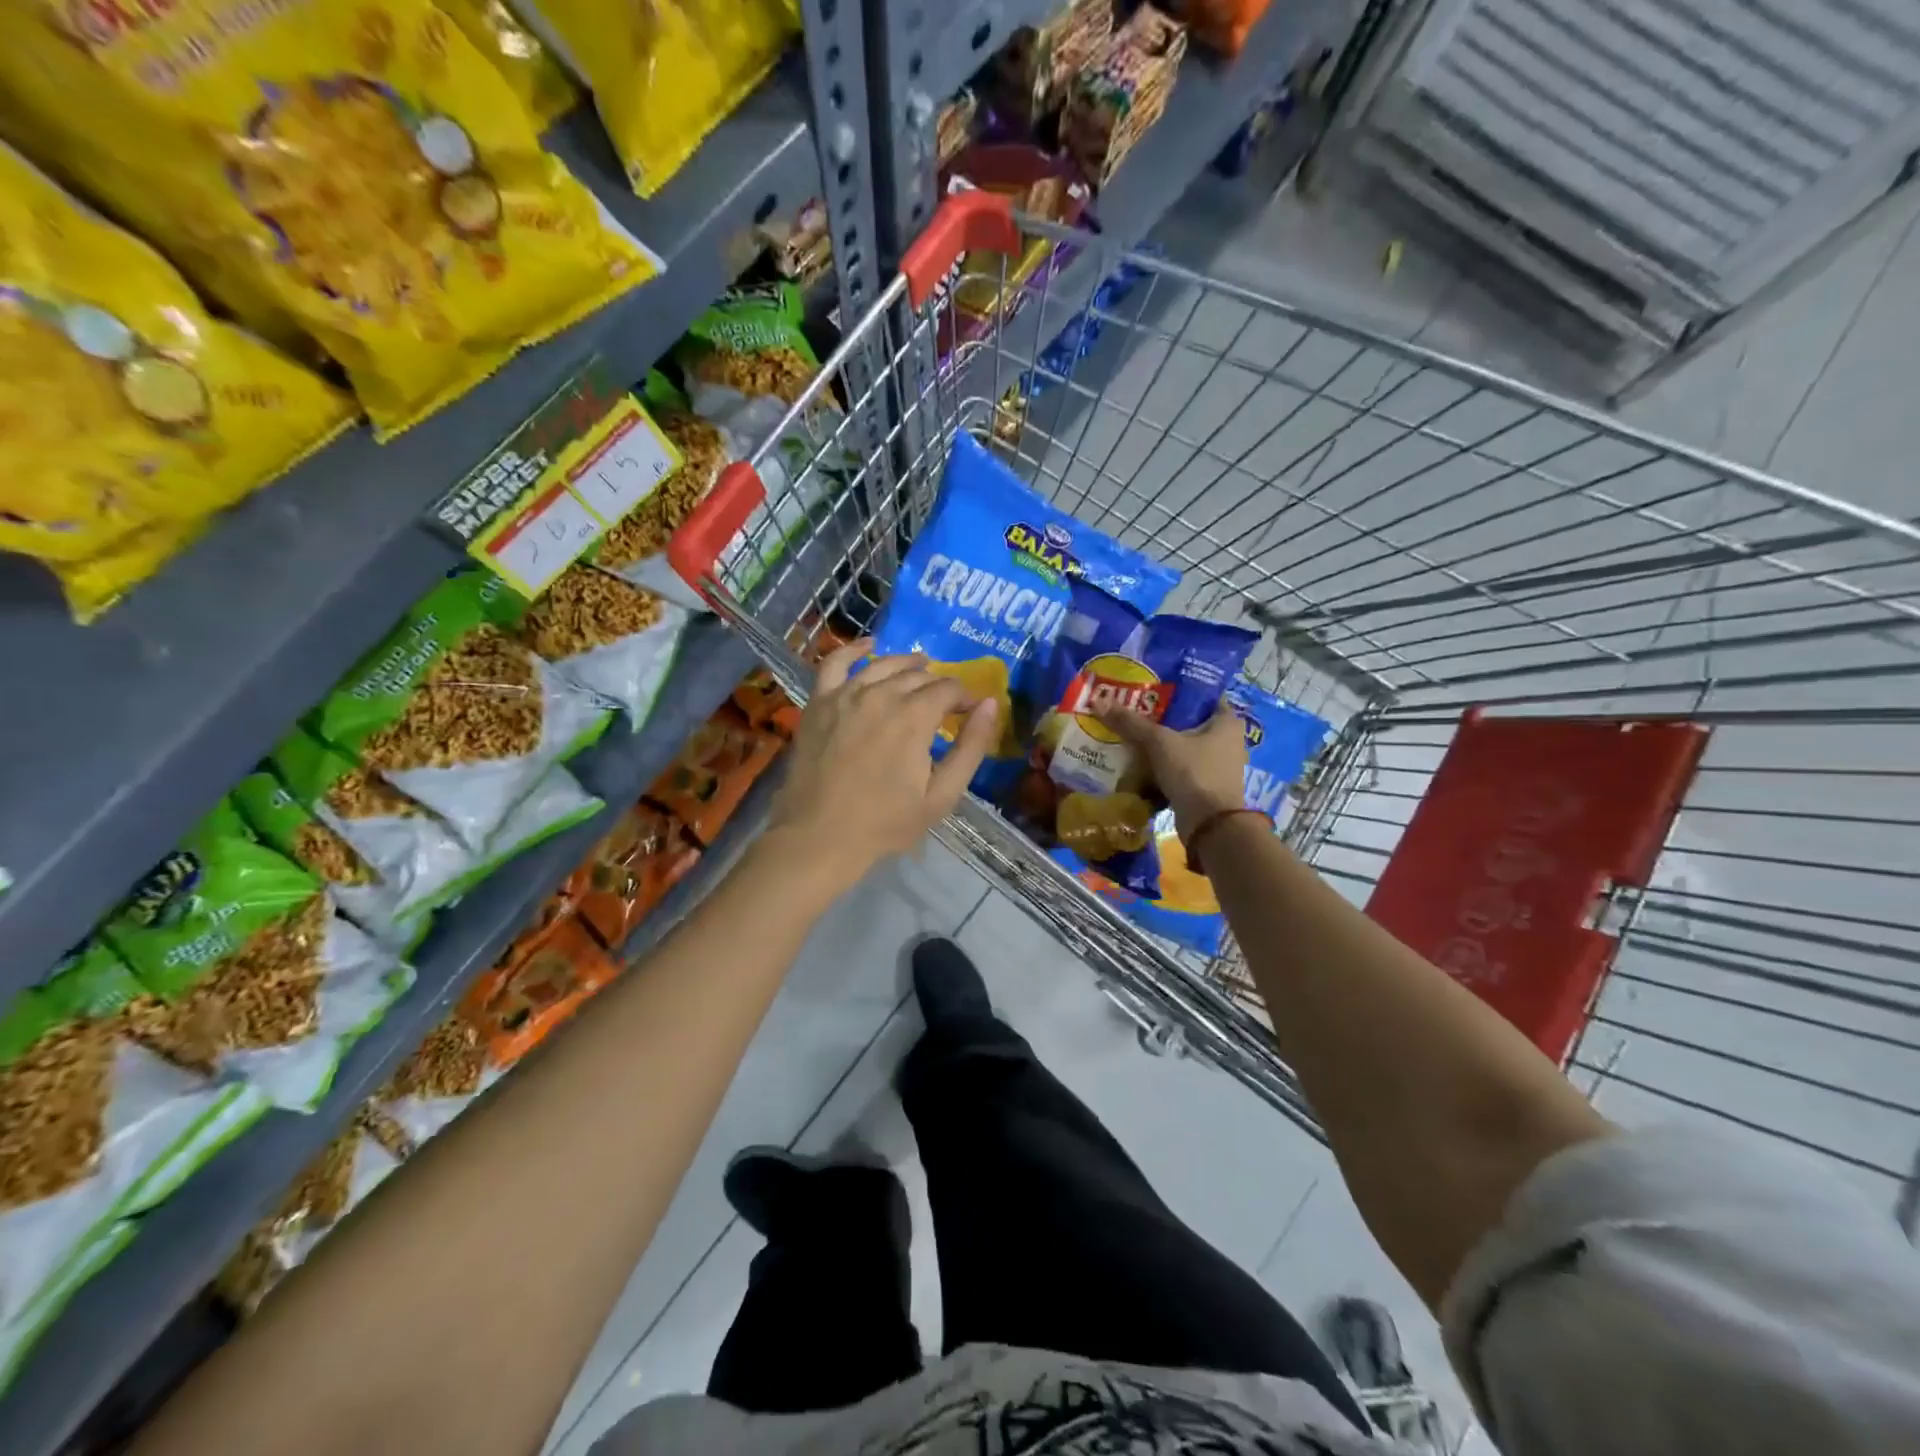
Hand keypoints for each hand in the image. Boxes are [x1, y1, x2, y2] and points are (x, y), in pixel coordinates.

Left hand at [765, 639, 998, 891]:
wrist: (820, 837)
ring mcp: (845, 694)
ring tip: (919, 666)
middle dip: (938, 684)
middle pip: (917, 675)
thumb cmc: (886, 822)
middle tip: (945, 701)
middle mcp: (881, 694)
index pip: (949, 689)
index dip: (964, 697)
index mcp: (915, 716)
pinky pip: (835, 662)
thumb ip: (971, 747)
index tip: (970, 711)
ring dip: (906, 663)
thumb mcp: (942, 795)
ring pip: (883, 665)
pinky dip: (853, 650)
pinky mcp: (819, 702)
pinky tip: (868, 645)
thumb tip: (990, 705)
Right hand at [1099, 703, 1246, 838]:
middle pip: (1188, 721)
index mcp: (1226, 722)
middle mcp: (1227, 740)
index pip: (1203, 695)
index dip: (1177, 689)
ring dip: (1159, 744)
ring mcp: (1217, 765)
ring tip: (1129, 734)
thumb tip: (1098, 701)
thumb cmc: (1194, 773)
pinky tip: (1137, 761)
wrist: (1210, 826)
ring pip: (1182, 746)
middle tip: (1132, 710)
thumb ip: (1131, 723)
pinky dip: (1161, 765)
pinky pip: (1179, 768)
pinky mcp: (1204, 786)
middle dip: (1161, 718)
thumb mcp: (1160, 743)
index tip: (1150, 687)